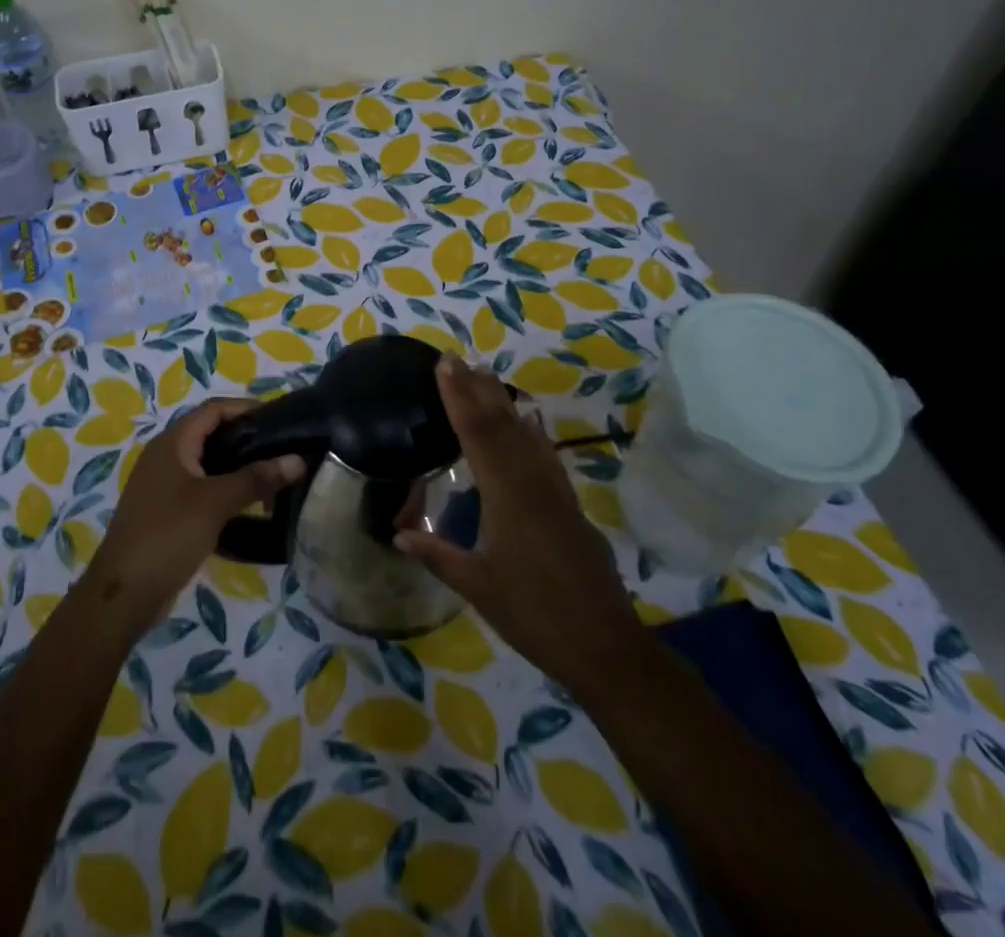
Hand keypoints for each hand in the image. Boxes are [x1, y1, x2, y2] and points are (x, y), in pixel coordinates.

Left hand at [83, 398, 305, 631]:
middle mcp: (166, 456)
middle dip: (248, 439)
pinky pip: (203, 489)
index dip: (246, 408)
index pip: (214, 409)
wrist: (124, 594)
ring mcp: (165, 485)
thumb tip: (298, 459)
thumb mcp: (215, 503)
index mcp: (172, 442)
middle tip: (283, 448)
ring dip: (239, 468)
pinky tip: (252, 507)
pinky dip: (227, 491)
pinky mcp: (168, 511)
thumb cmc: (167, 535)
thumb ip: (256, 478)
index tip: (281, 418)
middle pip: (212, 434)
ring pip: (209, 464)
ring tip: (274, 477)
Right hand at [396, 356, 644, 693]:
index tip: (444, 366)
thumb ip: (439, 556)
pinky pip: (546, 454)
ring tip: (484, 375)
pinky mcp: (569, 504)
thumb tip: (399, 534)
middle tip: (456, 359)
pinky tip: (529, 420)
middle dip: (476, 389)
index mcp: (507, 497)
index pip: (477, 435)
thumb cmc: (535, 616)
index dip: (458, 398)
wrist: (605, 645)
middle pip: (501, 424)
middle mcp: (532, 483)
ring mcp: (555, 491)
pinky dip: (532, 430)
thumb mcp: (479, 588)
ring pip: (525, 434)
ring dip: (502, 402)